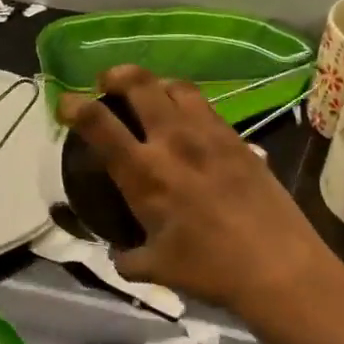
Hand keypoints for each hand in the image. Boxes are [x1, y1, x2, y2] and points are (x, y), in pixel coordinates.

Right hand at [59, 66, 339, 318]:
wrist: (278, 266)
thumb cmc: (210, 269)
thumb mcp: (156, 268)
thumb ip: (128, 258)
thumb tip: (120, 255)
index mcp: (144, 172)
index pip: (98, 123)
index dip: (75, 106)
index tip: (66, 103)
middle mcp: (174, 141)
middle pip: (141, 84)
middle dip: (117, 75)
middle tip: (108, 82)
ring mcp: (211, 135)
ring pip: (179, 87)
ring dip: (157, 84)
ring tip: (151, 95)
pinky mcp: (240, 140)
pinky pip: (208, 108)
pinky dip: (189, 106)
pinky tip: (191, 126)